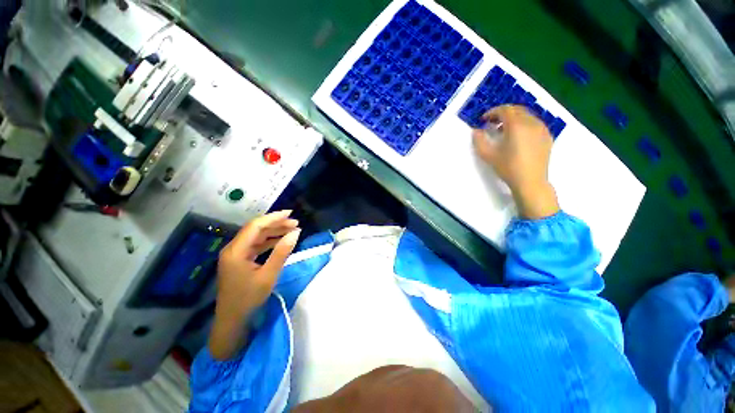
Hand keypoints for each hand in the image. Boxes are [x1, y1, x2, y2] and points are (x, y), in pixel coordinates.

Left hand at [209, 210, 300, 359]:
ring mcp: (235, 254)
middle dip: (276, 224)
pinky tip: (281, 240)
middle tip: (296, 223)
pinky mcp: (239, 260)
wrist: (232, 320)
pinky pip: (256, 245)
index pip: (255, 226)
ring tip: (292, 230)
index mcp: (236, 251)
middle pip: (256, 229)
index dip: (274, 218)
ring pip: (256, 236)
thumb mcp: (269, 275)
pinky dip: (269, 241)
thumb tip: (296, 233)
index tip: (291, 214)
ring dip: (274, 232)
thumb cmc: (249, 299)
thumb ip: (282, 252)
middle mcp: (233, 248)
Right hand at [473, 105, 559, 218]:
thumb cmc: (508, 168)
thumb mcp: (488, 155)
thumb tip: (476, 131)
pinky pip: (535, 123)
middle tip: (492, 123)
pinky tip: (518, 136)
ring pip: (527, 115)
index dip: (492, 112)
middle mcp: (532, 122)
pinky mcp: (547, 136)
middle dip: (503, 113)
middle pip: (517, 109)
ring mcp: (542, 129)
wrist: (530, 181)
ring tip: (504, 130)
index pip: (505, 110)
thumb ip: (479, 141)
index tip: (483, 119)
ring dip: (514, 118)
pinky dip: (524, 124)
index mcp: (517, 125)